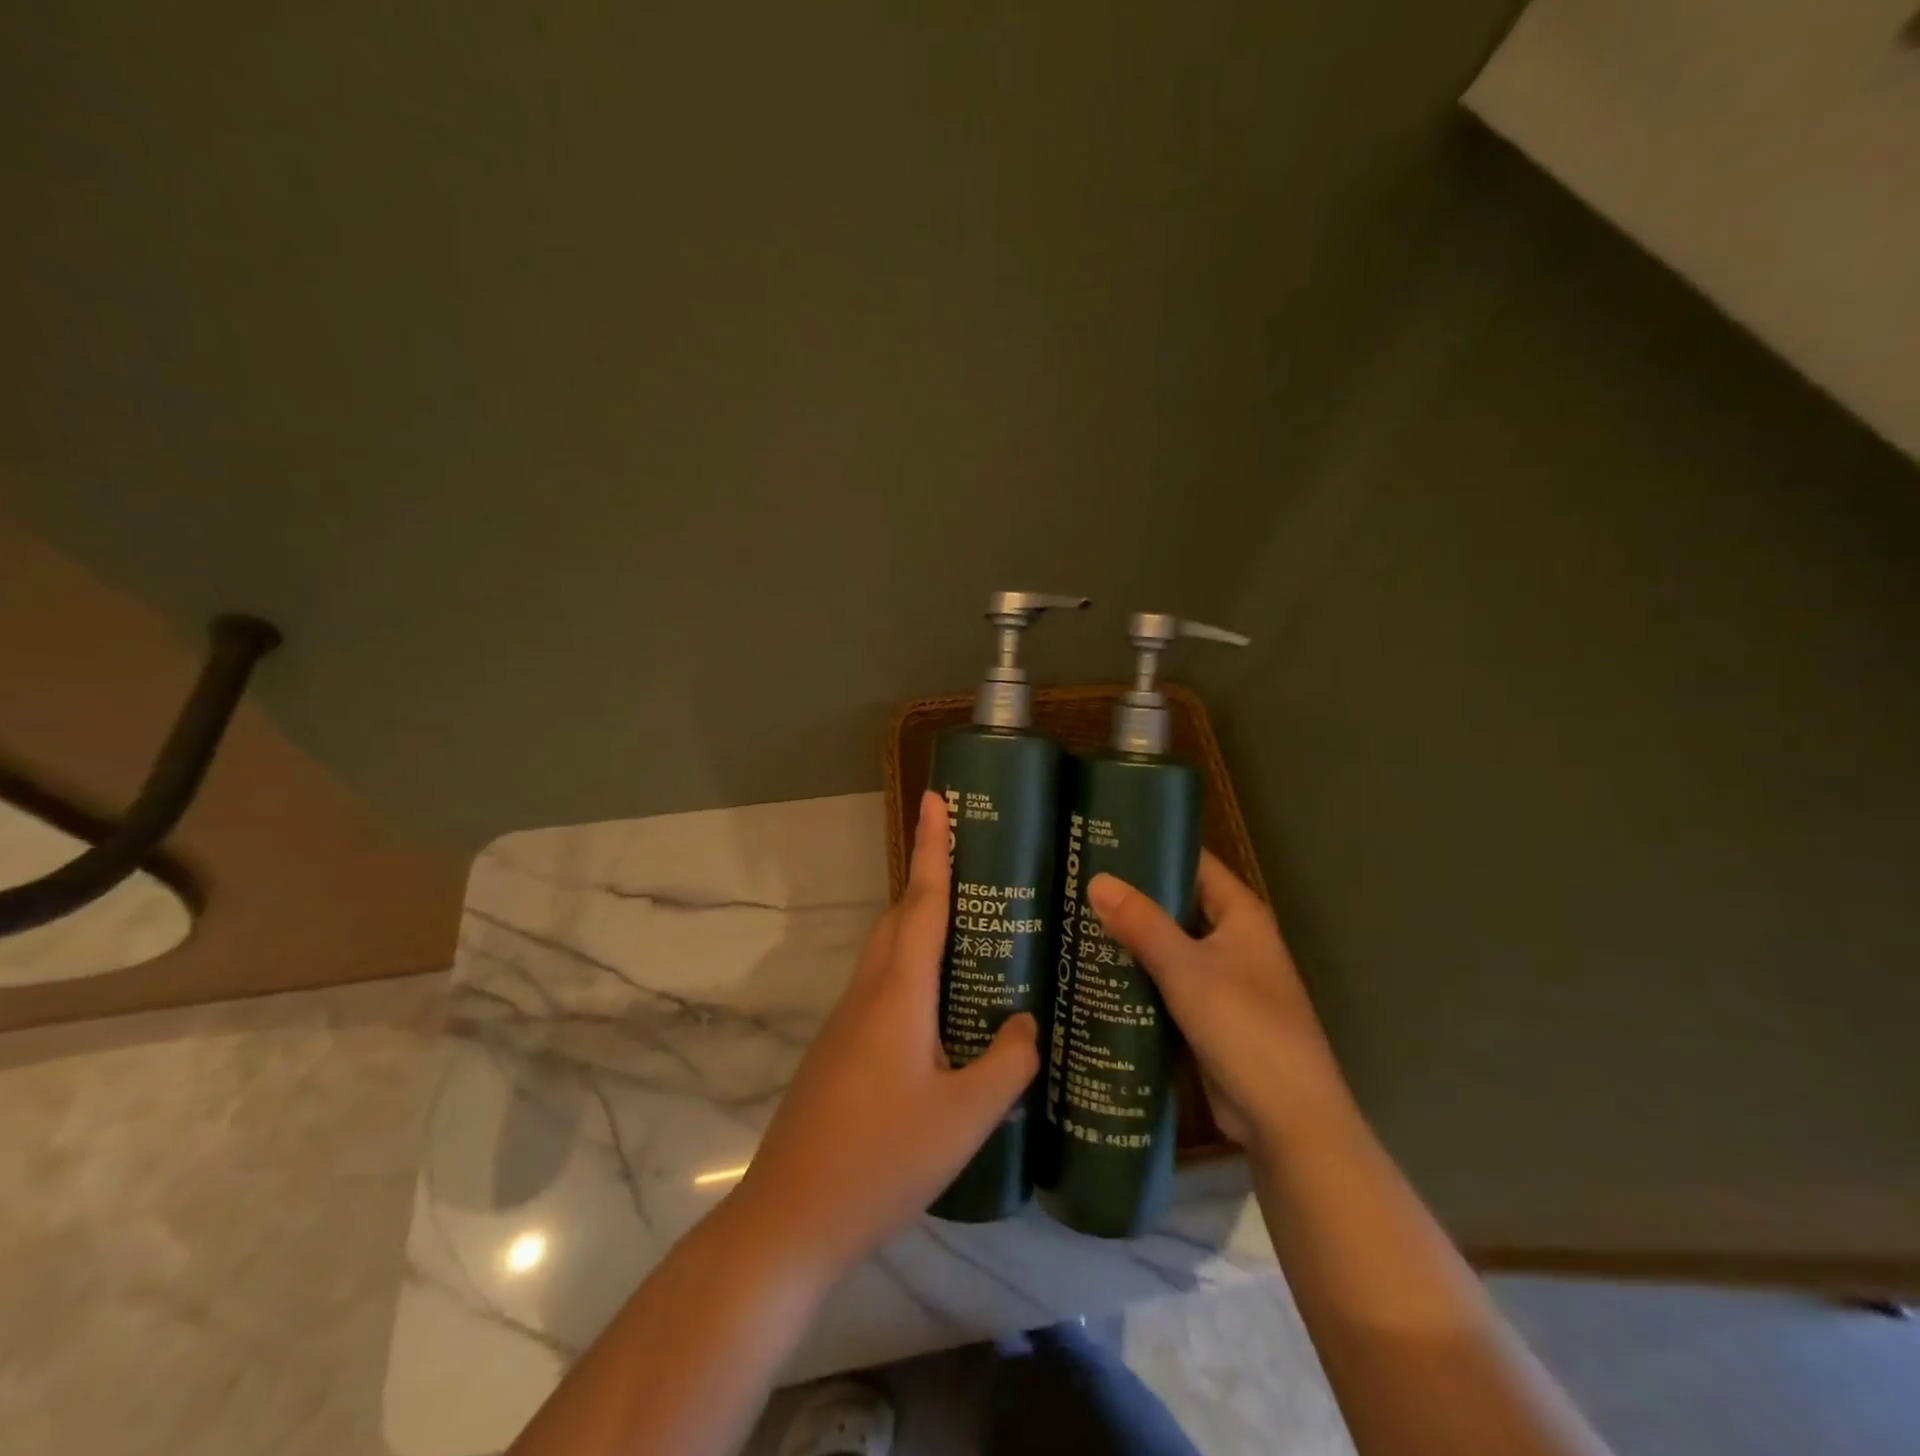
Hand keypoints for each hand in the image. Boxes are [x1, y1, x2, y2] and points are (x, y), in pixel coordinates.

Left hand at [733, 791, 1039, 1272]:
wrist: (791, 1217)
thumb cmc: (882, 1160)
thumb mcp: (965, 1118)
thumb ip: (1007, 1065)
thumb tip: (1027, 1024)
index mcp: (898, 993)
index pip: (922, 900)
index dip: (933, 846)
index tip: (935, 798)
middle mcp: (868, 992)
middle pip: (901, 918)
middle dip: (930, 881)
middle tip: (976, 868)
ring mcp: (846, 1021)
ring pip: (888, 953)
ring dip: (921, 928)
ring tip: (970, 935)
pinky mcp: (839, 1050)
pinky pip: (881, 988)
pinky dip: (912, 972)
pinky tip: (941, 1011)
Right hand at [1087, 854, 1348, 1162]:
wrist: (1285, 1118)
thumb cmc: (1243, 1026)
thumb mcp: (1186, 968)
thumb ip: (1141, 923)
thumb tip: (1097, 880)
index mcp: (1241, 916)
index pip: (1195, 865)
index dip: (1155, 850)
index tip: (1104, 840)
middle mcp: (1233, 941)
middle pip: (1177, 906)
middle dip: (1132, 897)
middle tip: (1075, 882)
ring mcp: (1220, 981)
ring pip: (1167, 948)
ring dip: (1130, 939)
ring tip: (1072, 920)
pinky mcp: (1206, 1018)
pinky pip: (1165, 985)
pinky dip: (1137, 977)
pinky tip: (1093, 972)